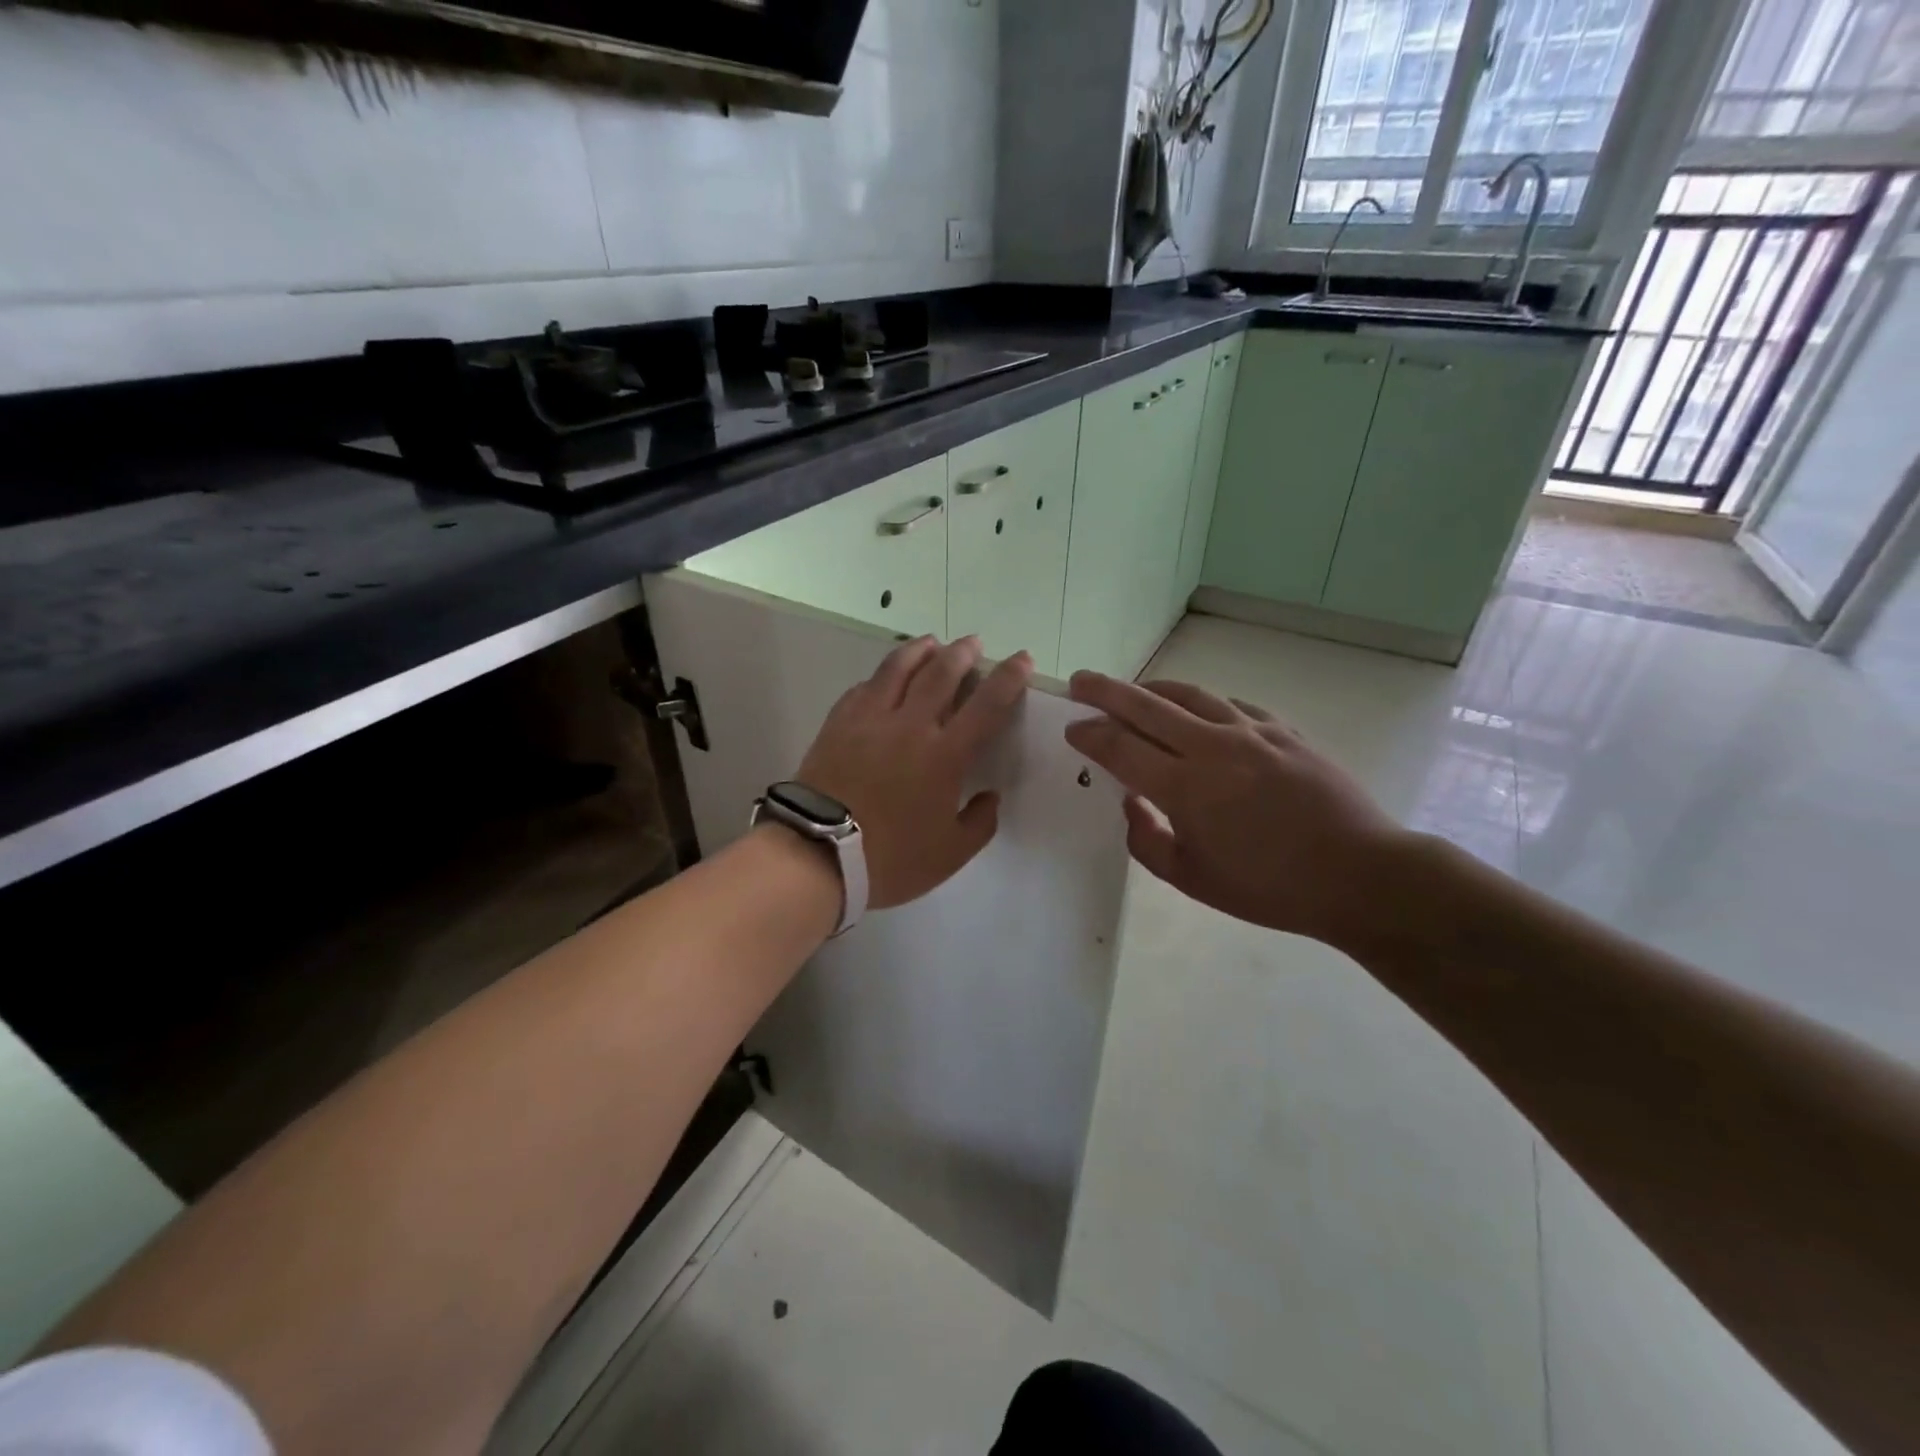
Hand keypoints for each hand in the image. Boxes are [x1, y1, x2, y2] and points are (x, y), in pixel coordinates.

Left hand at [796, 636, 1032, 910]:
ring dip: (919, 650)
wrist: (819, 854)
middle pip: (941, 673)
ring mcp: (870, 720)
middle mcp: (910, 725)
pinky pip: (864, 688)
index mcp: (944, 755)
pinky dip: (881, 676)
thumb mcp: (950, 854)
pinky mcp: (838, 724)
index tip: (1022, 659)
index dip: (1008, 678)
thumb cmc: (891, 857)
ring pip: (898, 669)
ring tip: (931, 643)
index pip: (986, 704)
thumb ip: (979, 823)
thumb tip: (989, 797)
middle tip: (973, 643)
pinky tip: (883, 678)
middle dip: (962, 653)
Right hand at [1064, 671, 1413, 951]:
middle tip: (1080, 680)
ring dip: (1152, 689)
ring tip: (1134, 692)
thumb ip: (1147, 841)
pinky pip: (1230, 705)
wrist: (1360, 875)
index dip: (1090, 735)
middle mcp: (1213, 748)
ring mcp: (1252, 733)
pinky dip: (1202, 704)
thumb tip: (1132, 804)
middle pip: (1146, 706)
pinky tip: (1198, 713)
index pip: (1121, 747)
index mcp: (1186, 788)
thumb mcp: (1192, 880)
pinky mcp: (1283, 730)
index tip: (1072, 729)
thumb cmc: (1270, 888)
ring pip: (1190, 695)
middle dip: (1106, 691)